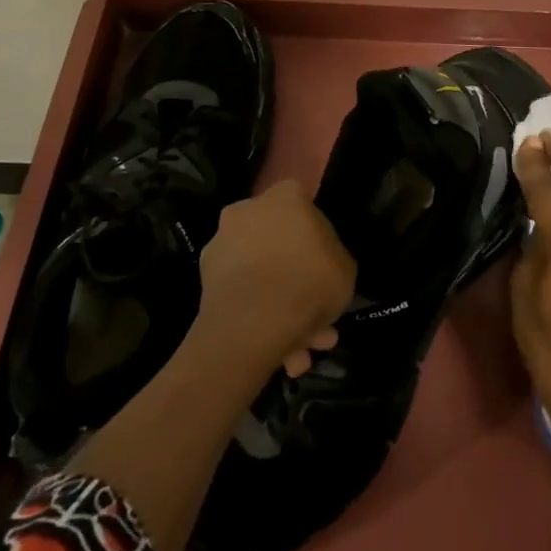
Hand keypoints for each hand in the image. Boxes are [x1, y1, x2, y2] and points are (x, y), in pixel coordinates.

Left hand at [199, 180, 355, 377]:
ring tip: (301, 352)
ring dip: (280, 309)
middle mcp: (248, 211)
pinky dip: (259, 320)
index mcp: (285, 196)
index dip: (315, 238)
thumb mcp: (345, 269)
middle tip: (317, 319)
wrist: (255, 322)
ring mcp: (222, 244)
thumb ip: (332, 259)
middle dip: (297, 283)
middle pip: (278, 245)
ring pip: (260, 276)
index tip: (324, 266)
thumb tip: (321, 265)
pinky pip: (243, 297)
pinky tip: (281, 354)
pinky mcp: (205, 280)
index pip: (303, 206)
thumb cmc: (310, 281)